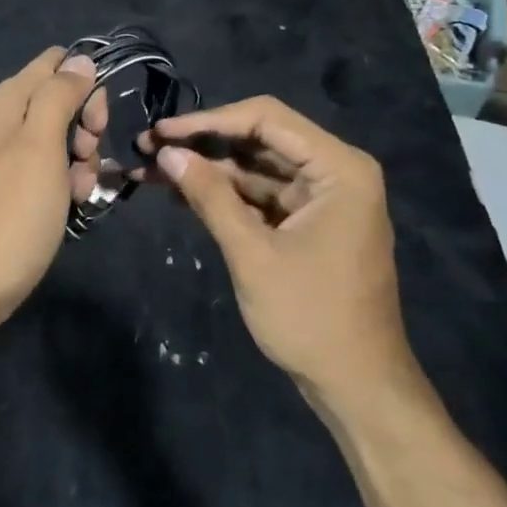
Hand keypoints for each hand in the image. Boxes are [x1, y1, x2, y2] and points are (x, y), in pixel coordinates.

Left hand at [0, 48, 105, 353]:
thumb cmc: (6, 218)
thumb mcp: (40, 148)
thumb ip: (59, 97)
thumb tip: (79, 59)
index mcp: (3, 104)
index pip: (54, 64)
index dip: (85, 87)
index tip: (96, 125)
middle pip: (56, 104)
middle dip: (83, 130)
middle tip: (85, 164)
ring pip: (52, 144)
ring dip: (76, 165)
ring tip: (74, 198)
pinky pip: (38, 175)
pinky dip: (57, 188)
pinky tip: (63, 214)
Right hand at [147, 97, 420, 403]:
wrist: (358, 388)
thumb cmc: (311, 318)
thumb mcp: (253, 254)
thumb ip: (210, 197)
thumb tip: (166, 153)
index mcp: (339, 168)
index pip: (266, 118)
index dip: (209, 120)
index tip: (162, 132)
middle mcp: (335, 171)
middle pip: (260, 139)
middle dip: (203, 144)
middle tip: (148, 147)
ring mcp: (323, 197)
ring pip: (256, 167)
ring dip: (208, 169)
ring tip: (152, 169)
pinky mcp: (309, 221)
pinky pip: (262, 194)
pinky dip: (225, 194)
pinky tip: (182, 193)